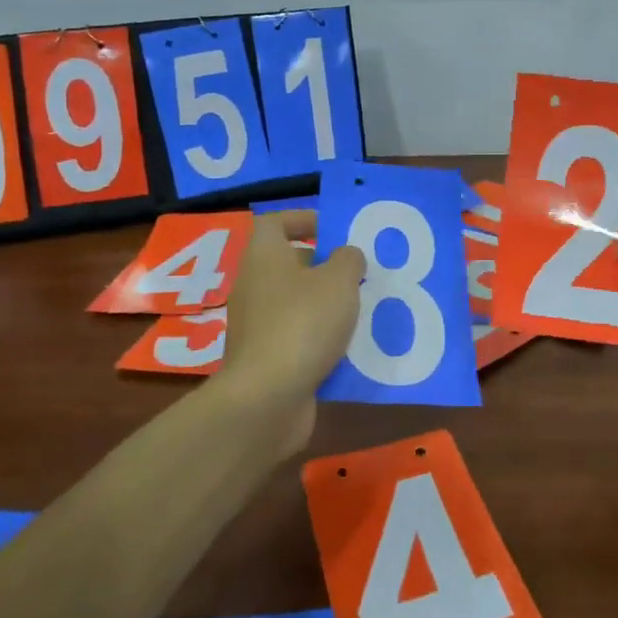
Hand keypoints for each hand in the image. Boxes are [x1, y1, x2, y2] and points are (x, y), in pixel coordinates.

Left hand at [218, 209, 364, 454]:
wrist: (267, 398)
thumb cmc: (302, 324)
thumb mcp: (339, 281)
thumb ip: (349, 260)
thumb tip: (347, 256)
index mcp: (264, 256)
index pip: (274, 222)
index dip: (303, 219)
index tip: (334, 229)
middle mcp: (254, 286)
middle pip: (288, 264)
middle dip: (324, 266)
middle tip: (359, 273)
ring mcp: (257, 325)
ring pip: (296, 303)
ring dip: (327, 305)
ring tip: (363, 310)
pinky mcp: (265, 359)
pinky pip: (298, 338)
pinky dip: (320, 340)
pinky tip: (350, 348)